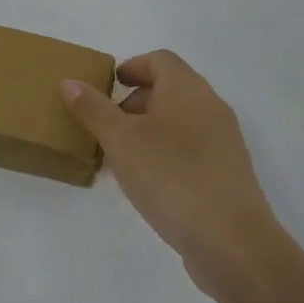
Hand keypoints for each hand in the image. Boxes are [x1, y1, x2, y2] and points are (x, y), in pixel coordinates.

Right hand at [62, 50, 284, 302]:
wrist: (233, 243)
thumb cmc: (170, 176)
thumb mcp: (120, 140)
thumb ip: (93, 109)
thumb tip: (70, 82)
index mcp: (186, 89)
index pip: (159, 60)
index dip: (132, 66)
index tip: (110, 85)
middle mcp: (210, 106)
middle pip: (172, 88)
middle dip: (138, 99)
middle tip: (110, 122)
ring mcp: (225, 141)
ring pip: (182, 120)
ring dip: (152, 128)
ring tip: (124, 155)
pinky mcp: (230, 174)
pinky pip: (194, 148)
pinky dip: (169, 152)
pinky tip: (151, 181)